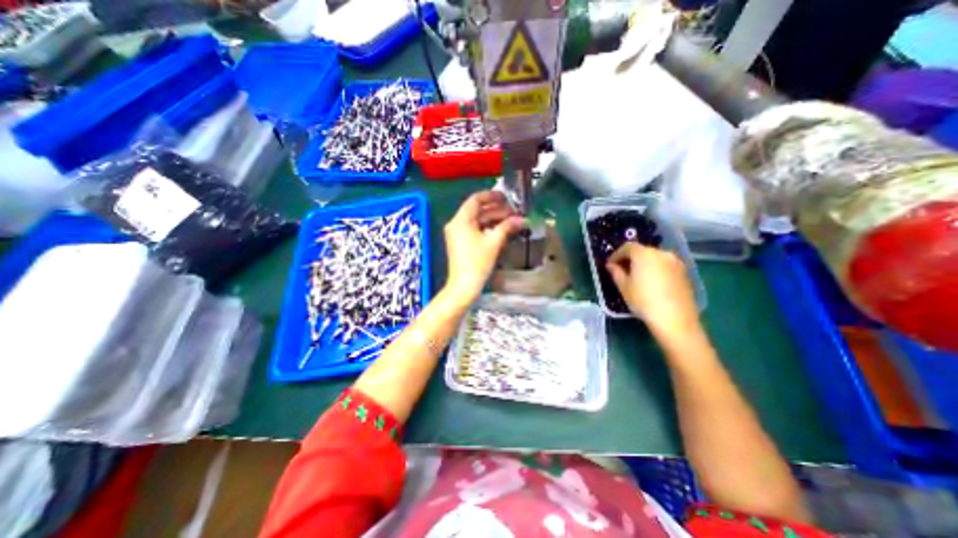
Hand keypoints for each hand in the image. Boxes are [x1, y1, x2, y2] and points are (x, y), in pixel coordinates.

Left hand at [443, 190, 522, 303]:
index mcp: (460, 220)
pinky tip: (501, 230)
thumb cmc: (477, 262)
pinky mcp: (461, 243)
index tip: (505, 197)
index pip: (475, 200)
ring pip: (477, 221)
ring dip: (493, 219)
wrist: (464, 285)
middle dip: (495, 209)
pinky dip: (487, 228)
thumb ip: (506, 227)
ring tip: (510, 220)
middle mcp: (456, 224)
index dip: (491, 196)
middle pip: (477, 210)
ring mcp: (457, 234)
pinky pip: (474, 230)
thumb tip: (521, 219)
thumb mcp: (493, 242)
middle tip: (513, 210)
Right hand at [610, 244, 701, 339]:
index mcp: (644, 254)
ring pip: (654, 258)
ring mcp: (675, 262)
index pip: (626, 247)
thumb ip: (616, 272)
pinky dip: (655, 269)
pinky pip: (664, 266)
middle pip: (642, 251)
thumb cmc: (643, 300)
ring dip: (644, 264)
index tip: (610, 265)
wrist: (675, 319)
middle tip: (621, 270)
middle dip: (630, 258)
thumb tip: (611, 265)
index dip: (616, 255)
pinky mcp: (684, 272)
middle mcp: (661, 253)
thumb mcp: (623, 287)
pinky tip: (651, 283)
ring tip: (636, 277)